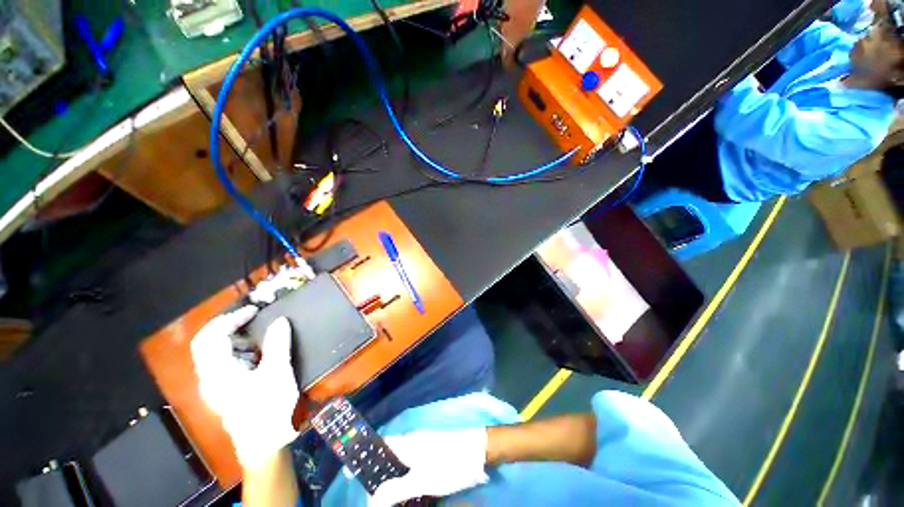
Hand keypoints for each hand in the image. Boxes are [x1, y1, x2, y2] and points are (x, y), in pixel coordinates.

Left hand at [191, 306, 299, 468]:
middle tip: (251, 317)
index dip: (231, 318)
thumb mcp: (277, 372)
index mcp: (217, 372)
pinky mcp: (224, 390)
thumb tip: (280, 320)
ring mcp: (215, 385)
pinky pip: (222, 362)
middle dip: (227, 325)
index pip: (212, 336)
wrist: (264, 442)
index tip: (254, 310)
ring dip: (231, 337)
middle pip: (206, 343)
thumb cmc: (269, 407)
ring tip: (256, 334)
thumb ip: (277, 344)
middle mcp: (209, 377)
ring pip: (212, 353)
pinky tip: (255, 353)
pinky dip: (236, 350)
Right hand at [369, 428, 488, 506]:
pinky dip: (406, 478)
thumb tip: (370, 499)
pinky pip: (413, 465)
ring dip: (393, 478)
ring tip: (386, 497)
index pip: (380, 445)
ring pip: (401, 462)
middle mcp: (413, 441)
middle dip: (378, 474)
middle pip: (389, 455)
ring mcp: (424, 447)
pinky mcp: (433, 454)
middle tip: (371, 495)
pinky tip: (406, 492)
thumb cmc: (450, 463)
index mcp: (407, 443)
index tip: (353, 473)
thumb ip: (395, 490)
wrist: (479, 451)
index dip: (365, 457)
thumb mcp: (422, 480)